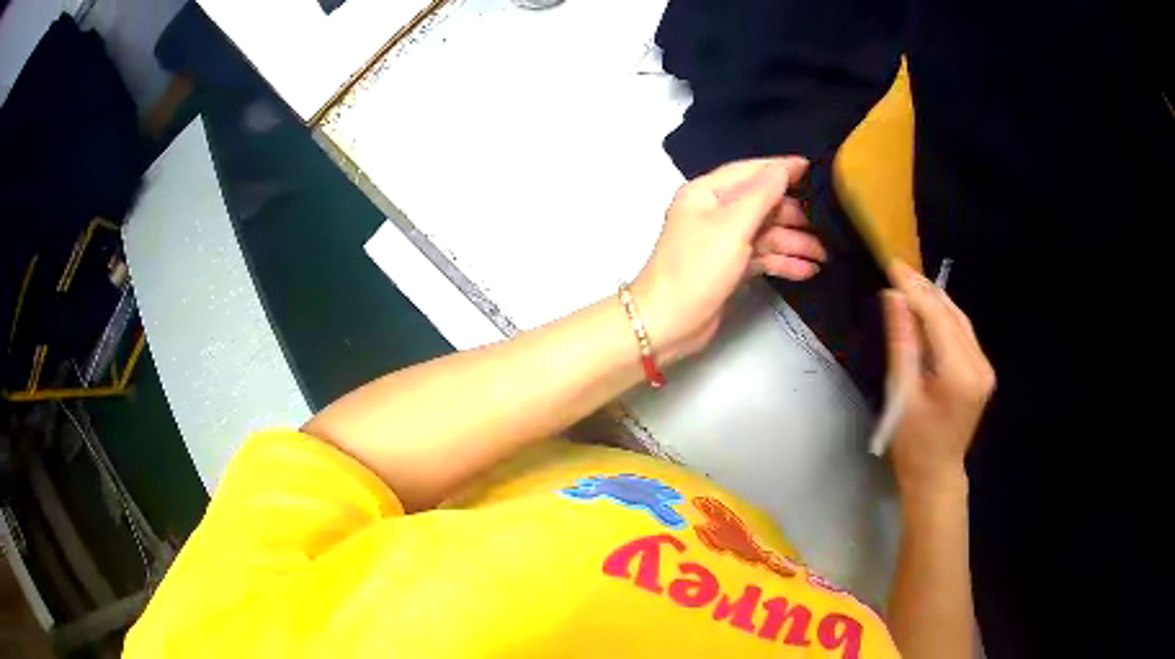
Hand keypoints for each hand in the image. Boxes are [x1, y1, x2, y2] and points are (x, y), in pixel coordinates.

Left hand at [633, 157, 824, 360]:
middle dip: (794, 215)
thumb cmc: (697, 267)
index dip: (781, 169)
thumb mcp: (732, 226)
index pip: (750, 172)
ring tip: (825, 254)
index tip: (813, 168)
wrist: (668, 322)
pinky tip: (808, 270)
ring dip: (794, 242)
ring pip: (765, 233)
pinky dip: (783, 262)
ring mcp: (722, 241)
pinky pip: (761, 256)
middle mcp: (714, 211)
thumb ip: (761, 195)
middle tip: (827, 225)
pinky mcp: (729, 266)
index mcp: (707, 193)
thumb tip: (784, 168)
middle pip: (762, 204)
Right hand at [883, 261, 994, 500]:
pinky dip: (944, 317)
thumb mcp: (902, 394)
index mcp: (960, 374)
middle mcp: (979, 365)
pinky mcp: (982, 370)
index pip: (938, 318)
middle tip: (897, 268)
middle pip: (951, 315)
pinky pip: (963, 333)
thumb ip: (902, 343)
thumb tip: (893, 298)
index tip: (892, 266)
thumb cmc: (913, 443)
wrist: (936, 474)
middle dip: (924, 290)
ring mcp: (984, 367)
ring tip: (908, 282)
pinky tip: (928, 307)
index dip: (915, 290)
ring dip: (934, 300)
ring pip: (959, 320)